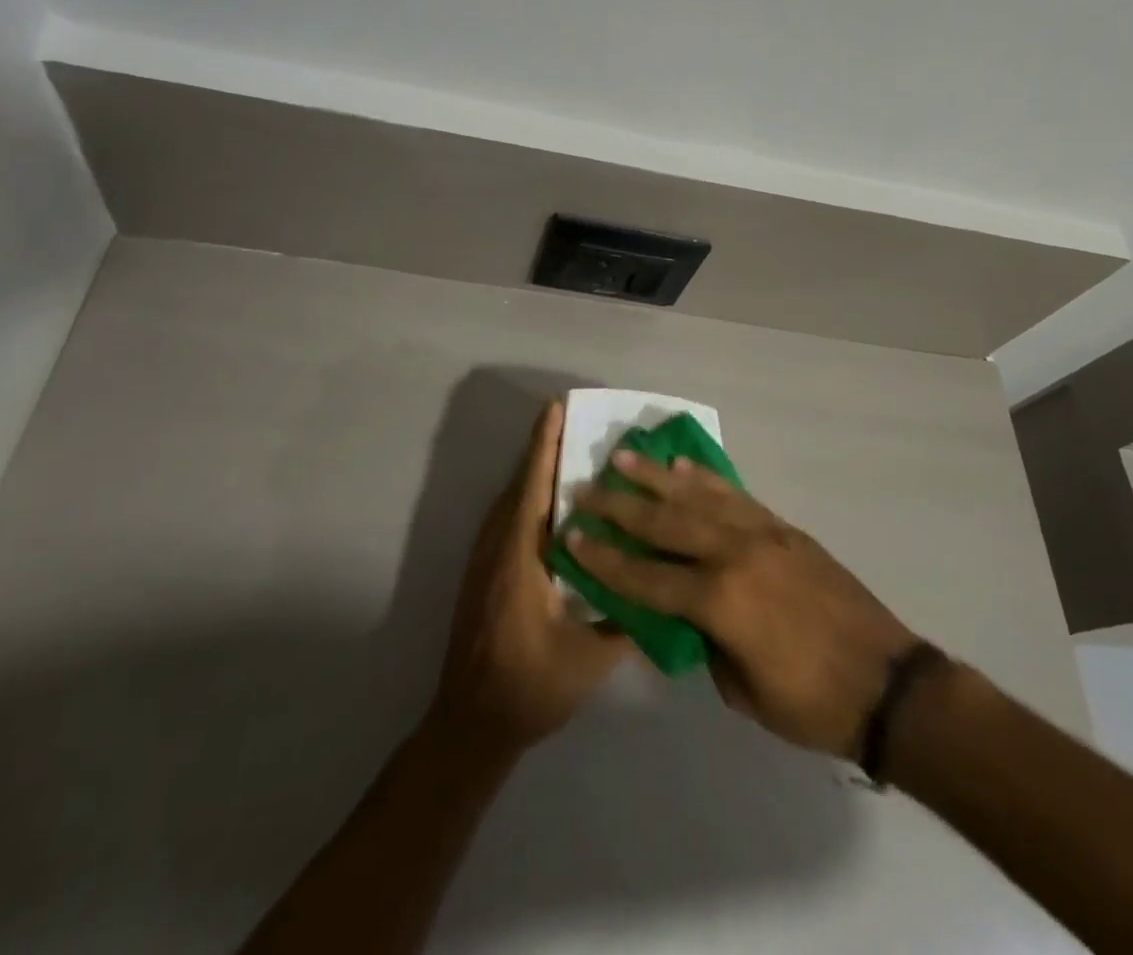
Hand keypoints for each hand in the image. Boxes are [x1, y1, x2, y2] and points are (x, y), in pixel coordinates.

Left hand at [428, 401, 631, 756]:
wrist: (469, 726)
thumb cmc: (529, 688)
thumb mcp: (588, 659)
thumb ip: (626, 621)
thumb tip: (663, 588)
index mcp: (518, 558)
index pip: (532, 487)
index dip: (544, 445)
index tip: (556, 407)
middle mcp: (496, 548)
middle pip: (521, 485)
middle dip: (544, 449)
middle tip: (576, 420)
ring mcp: (485, 560)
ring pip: (512, 502)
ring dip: (536, 472)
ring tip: (570, 452)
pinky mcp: (484, 573)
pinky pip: (508, 520)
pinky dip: (529, 498)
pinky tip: (555, 506)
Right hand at [566, 451, 919, 758]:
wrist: (887, 682)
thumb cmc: (811, 703)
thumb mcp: (742, 690)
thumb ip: (705, 644)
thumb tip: (684, 614)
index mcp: (719, 601)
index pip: (646, 577)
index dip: (606, 559)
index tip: (572, 536)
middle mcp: (734, 555)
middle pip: (665, 523)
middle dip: (620, 506)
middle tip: (585, 487)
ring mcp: (761, 534)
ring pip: (697, 496)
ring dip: (657, 476)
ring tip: (623, 456)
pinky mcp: (783, 528)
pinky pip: (735, 495)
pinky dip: (705, 479)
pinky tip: (684, 466)